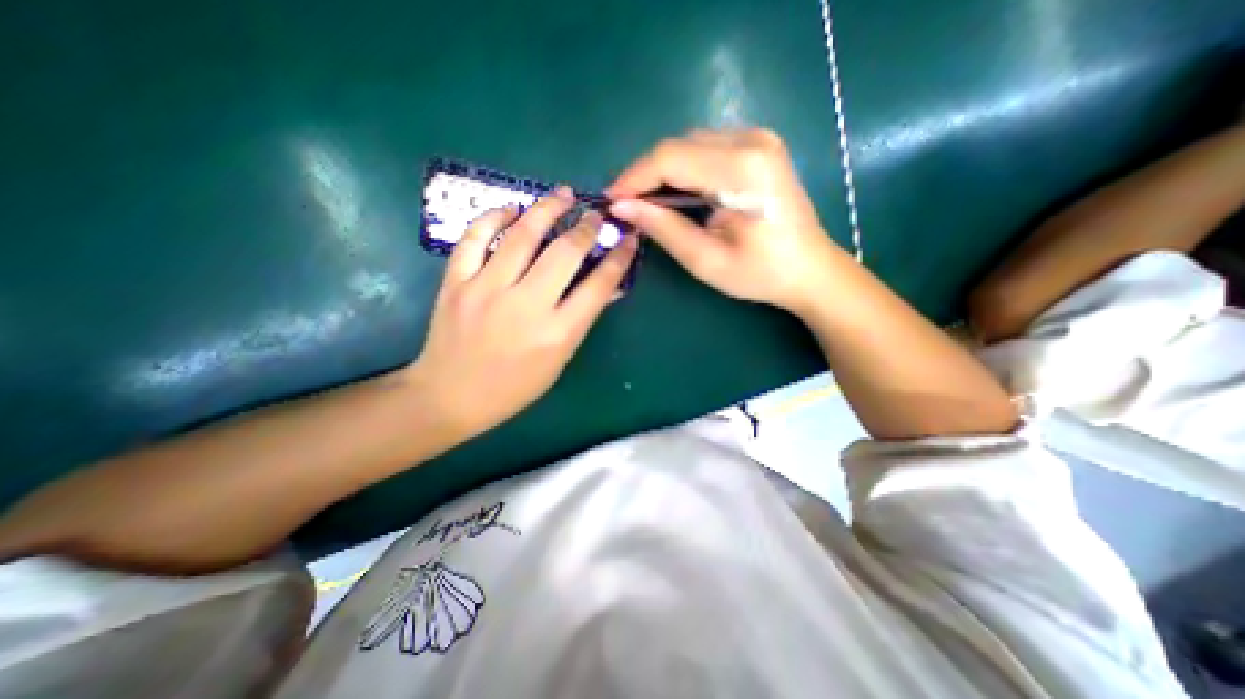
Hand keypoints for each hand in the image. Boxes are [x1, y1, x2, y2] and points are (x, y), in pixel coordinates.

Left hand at [412, 185, 641, 435]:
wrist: (451, 396)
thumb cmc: (514, 387)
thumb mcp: (559, 360)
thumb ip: (582, 320)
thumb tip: (609, 287)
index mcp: (557, 333)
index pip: (598, 285)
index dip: (618, 257)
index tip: (628, 239)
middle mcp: (526, 307)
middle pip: (565, 253)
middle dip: (587, 227)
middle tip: (595, 214)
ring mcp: (487, 290)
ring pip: (522, 235)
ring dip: (547, 209)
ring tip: (563, 194)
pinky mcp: (456, 282)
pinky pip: (475, 238)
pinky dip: (494, 217)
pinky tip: (511, 209)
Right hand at [605, 128, 841, 312]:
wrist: (809, 269)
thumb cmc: (760, 273)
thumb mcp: (706, 259)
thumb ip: (663, 228)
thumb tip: (622, 207)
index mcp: (742, 170)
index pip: (670, 158)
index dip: (633, 177)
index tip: (611, 201)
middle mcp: (751, 140)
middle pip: (678, 146)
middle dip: (645, 175)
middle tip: (625, 205)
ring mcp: (758, 137)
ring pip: (689, 144)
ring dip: (662, 172)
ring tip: (645, 202)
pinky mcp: (758, 145)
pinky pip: (705, 149)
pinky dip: (682, 169)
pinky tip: (674, 193)